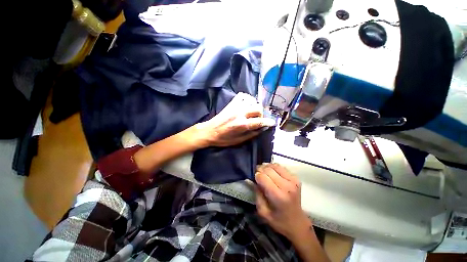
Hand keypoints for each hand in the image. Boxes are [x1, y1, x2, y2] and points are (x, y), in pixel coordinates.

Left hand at [196, 93, 275, 146]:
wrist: (209, 131)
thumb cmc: (223, 139)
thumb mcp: (239, 141)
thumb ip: (252, 134)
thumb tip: (262, 128)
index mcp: (242, 125)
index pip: (260, 121)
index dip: (268, 122)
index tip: (272, 123)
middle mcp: (240, 113)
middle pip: (258, 108)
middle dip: (261, 114)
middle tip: (257, 119)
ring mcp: (235, 107)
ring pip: (252, 101)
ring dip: (254, 107)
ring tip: (251, 113)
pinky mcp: (231, 104)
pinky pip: (242, 96)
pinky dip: (247, 99)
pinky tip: (246, 104)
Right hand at [255, 163, 311, 239]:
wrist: (297, 223)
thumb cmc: (279, 221)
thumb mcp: (263, 211)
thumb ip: (257, 194)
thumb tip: (253, 180)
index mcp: (278, 196)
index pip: (263, 177)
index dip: (256, 176)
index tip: (254, 179)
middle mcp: (287, 186)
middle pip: (268, 169)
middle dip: (260, 170)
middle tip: (257, 174)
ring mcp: (293, 181)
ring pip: (275, 166)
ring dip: (267, 167)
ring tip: (264, 173)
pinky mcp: (295, 178)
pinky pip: (281, 167)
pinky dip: (274, 167)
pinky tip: (272, 173)